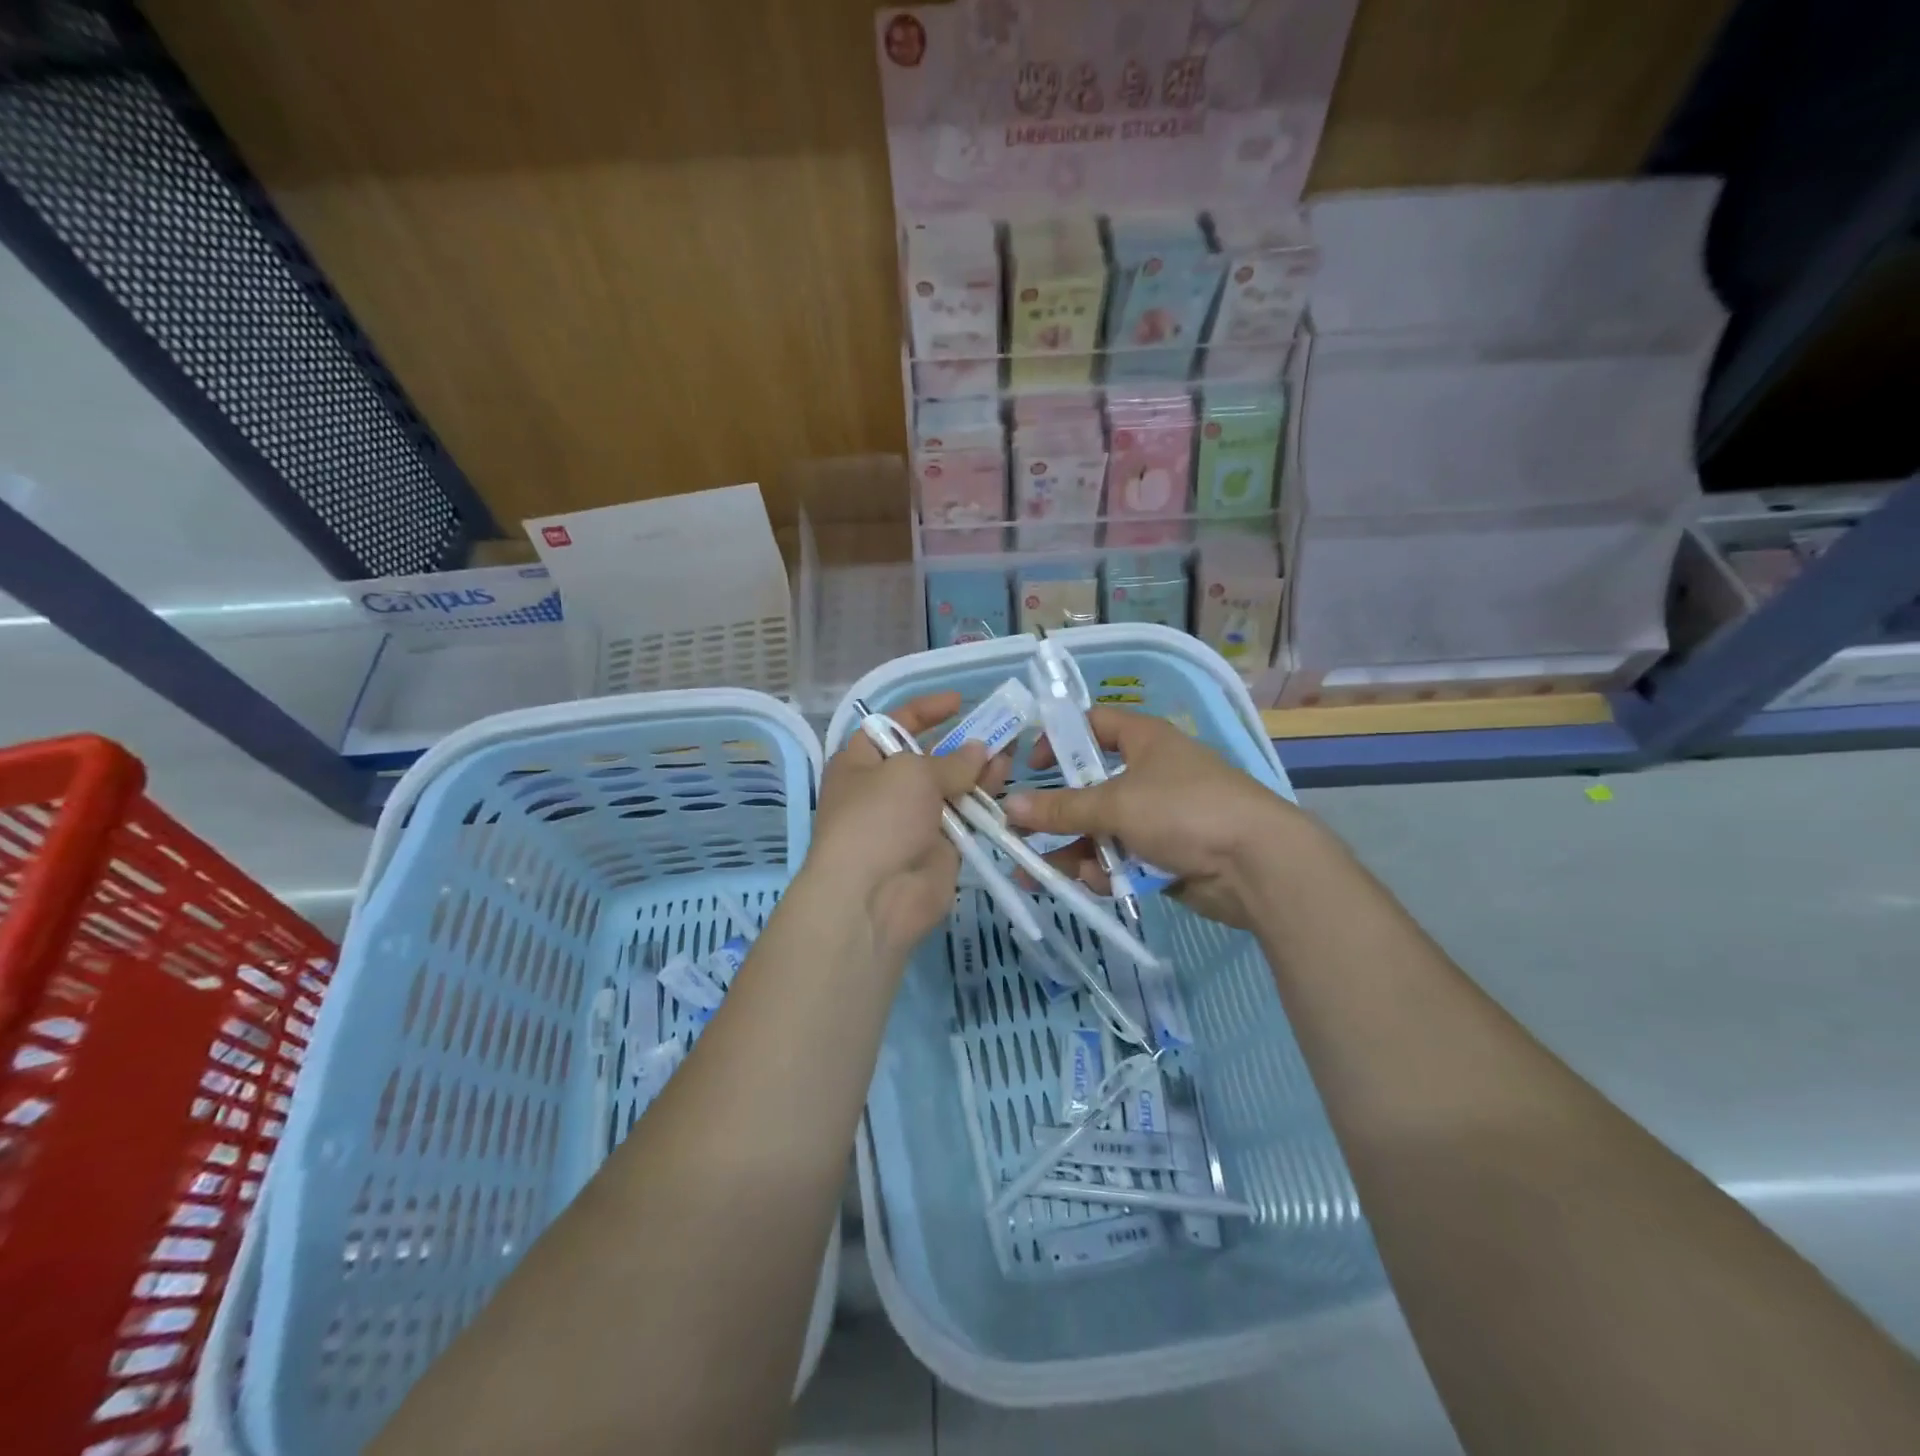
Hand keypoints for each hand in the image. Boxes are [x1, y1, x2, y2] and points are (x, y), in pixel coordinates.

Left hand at [802, 693, 1002, 961]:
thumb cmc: (879, 819)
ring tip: (1011, 750)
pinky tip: (1006, 781)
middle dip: (960, 741)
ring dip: (979, 768)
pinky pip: (966, 816)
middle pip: (927, 756)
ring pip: (951, 786)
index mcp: (860, 762)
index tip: (959, 701)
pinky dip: (985, 800)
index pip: (893, 724)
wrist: (874, 897)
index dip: (925, 710)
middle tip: (999, 727)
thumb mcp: (911, 774)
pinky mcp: (940, 846)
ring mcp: (913, 819)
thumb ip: (950, 760)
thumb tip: (979, 751)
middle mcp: (885, 788)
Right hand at [1004, 706, 1312, 928]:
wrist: (1257, 864)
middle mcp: (1150, 773)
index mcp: (1144, 740)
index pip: (1093, 724)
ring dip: (1073, 850)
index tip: (1031, 768)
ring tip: (1036, 875)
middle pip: (1090, 787)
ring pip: (1102, 828)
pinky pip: (1122, 857)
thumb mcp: (1116, 804)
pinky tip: (1090, 884)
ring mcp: (1159, 816)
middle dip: (1056, 814)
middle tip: (1019, 833)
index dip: (1060, 739)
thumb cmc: (1184, 811)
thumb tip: (1009, 807)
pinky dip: (1104, 870)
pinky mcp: (1166, 853)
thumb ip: (1062, 808)